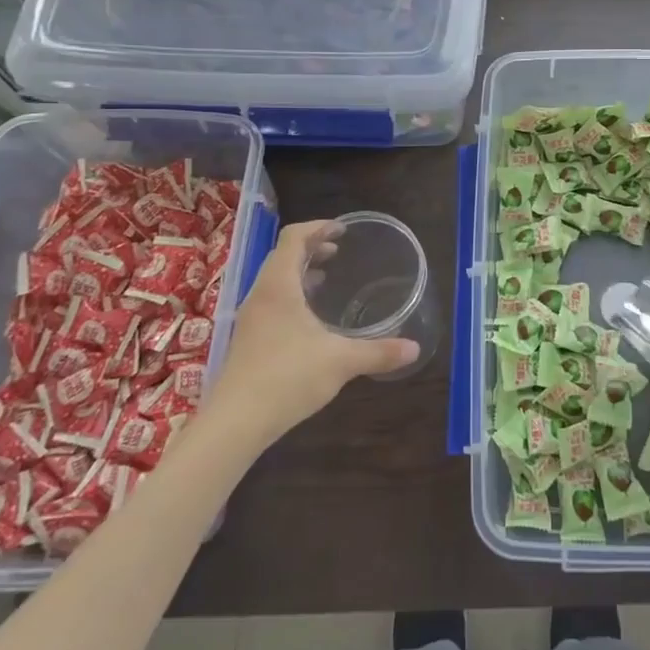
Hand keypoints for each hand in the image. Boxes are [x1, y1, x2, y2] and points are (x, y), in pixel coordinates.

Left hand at [202, 220, 418, 444]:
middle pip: (282, 255)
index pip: (293, 237)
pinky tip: (310, 319)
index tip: (343, 230)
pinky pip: (271, 301)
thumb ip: (378, 352)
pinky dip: (292, 295)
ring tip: (326, 278)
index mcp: (279, 286)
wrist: (235, 422)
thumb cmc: (287, 378)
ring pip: (274, 280)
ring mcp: (250, 318)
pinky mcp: (248, 339)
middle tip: (339, 251)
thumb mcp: (341, 361)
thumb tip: (414, 349)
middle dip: (311, 247)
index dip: (318, 227)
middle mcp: (260, 294)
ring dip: (299, 272)